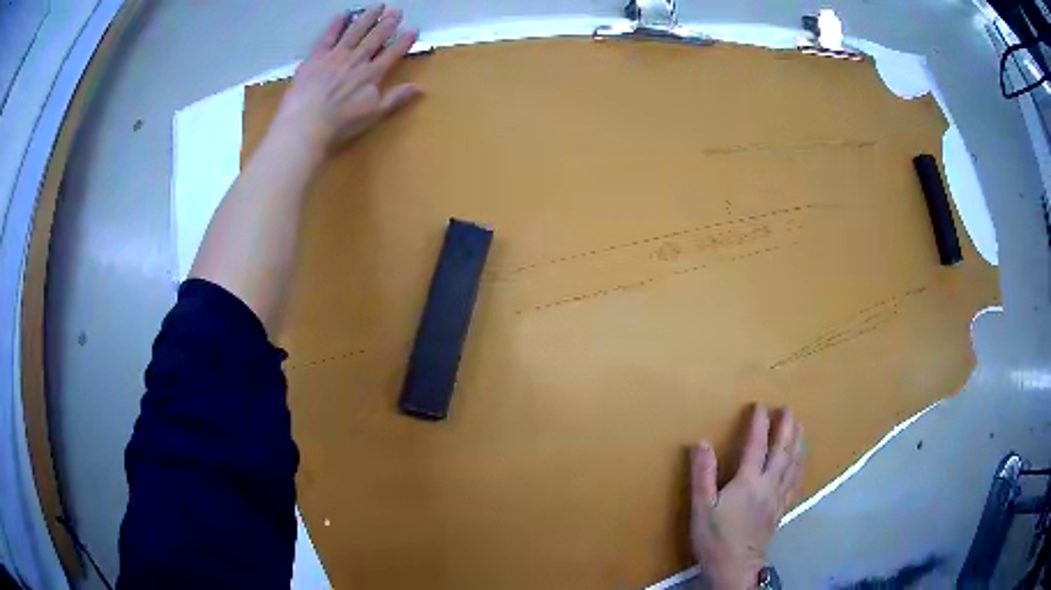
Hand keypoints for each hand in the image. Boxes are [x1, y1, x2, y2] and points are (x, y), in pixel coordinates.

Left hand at [272, 5, 422, 151]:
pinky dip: (337, 24)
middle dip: (388, 23)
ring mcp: (336, 55)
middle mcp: (357, 59)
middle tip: (397, 11)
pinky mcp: (316, 57)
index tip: (414, 29)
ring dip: (367, 17)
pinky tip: (343, 14)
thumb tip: (421, 87)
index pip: (393, 53)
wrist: (306, 124)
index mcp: (373, 74)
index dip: (405, 41)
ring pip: (355, 31)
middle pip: (375, 37)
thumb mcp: (374, 114)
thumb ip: (396, 98)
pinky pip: (328, 36)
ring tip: (377, 5)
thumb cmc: (341, 123)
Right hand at [690, 406, 804, 588]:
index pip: (756, 445)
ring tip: (801, 427)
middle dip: (786, 428)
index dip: (759, 424)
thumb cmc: (715, 538)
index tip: (760, 405)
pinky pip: (796, 482)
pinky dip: (800, 467)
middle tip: (789, 409)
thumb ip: (702, 474)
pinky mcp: (782, 509)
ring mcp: (778, 497)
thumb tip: (701, 442)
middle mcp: (769, 484)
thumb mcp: (701, 507)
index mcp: (749, 481)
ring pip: (793, 464)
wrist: (736, 567)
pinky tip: (801, 463)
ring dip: (798, 442)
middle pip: (782, 450)